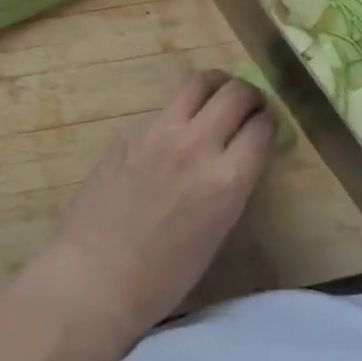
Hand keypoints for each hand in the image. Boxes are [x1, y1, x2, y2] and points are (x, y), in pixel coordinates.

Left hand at [39, 71, 273, 352]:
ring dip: (218, 86)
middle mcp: (198, 145)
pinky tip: (174, 134)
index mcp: (227, 179)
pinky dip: (181, 111)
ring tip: (216, 99)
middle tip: (247, 108)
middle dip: (250, 96)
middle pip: (237, 93)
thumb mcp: (217, 231)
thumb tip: (242, 154)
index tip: (264, 129)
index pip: (263, 126)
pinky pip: (167, 106)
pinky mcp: (132, 130)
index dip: (268, 124)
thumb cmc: (162, 276)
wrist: (93, 278)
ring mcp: (161, 132)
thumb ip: (234, 184)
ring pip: (200, 81)